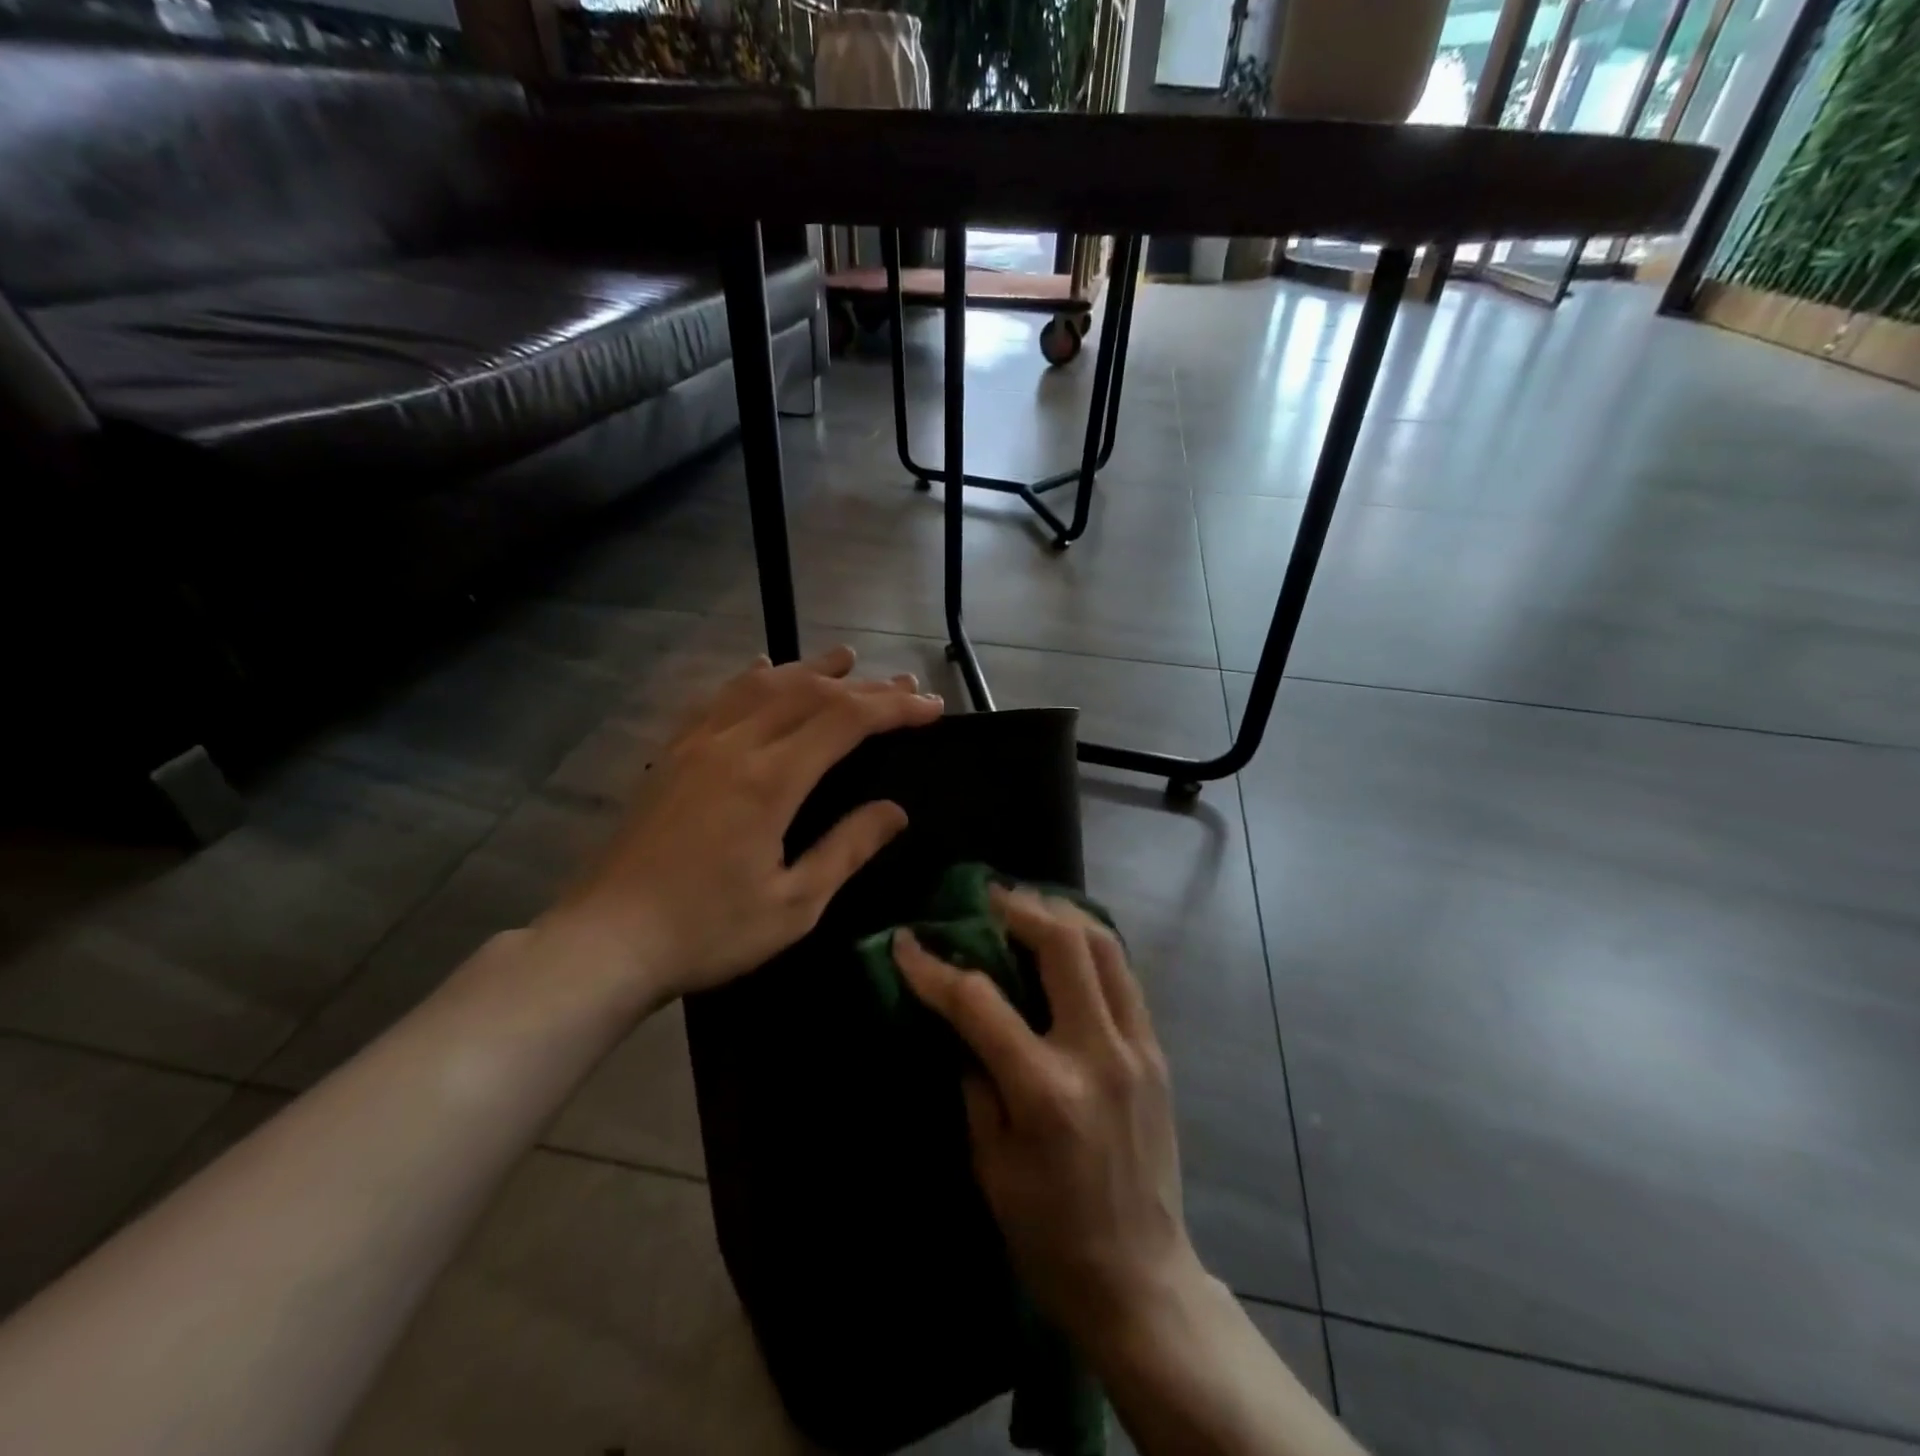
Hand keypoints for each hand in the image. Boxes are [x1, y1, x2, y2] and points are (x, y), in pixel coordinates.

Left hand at [556, 646, 942, 1002]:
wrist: (605, 942)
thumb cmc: (707, 932)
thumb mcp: (794, 905)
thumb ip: (847, 850)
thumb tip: (894, 811)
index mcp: (769, 781)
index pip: (845, 721)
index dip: (894, 708)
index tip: (932, 707)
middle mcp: (733, 746)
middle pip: (809, 693)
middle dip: (864, 686)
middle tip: (906, 687)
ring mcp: (695, 745)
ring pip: (763, 685)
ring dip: (810, 669)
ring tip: (846, 660)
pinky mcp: (671, 756)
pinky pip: (718, 698)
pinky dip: (752, 678)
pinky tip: (763, 669)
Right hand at [892, 886, 1202, 1348]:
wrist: (1141, 1280)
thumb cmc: (1049, 1234)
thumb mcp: (990, 1164)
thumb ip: (974, 1080)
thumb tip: (960, 1020)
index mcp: (1045, 1091)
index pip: (980, 1002)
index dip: (935, 967)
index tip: (907, 942)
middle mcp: (1097, 1054)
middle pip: (1062, 946)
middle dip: (1019, 909)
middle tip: (987, 896)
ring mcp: (1137, 1048)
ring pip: (1105, 948)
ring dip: (1062, 914)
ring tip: (1028, 904)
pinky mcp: (1157, 1052)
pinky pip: (1124, 976)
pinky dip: (1092, 944)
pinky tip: (1068, 941)